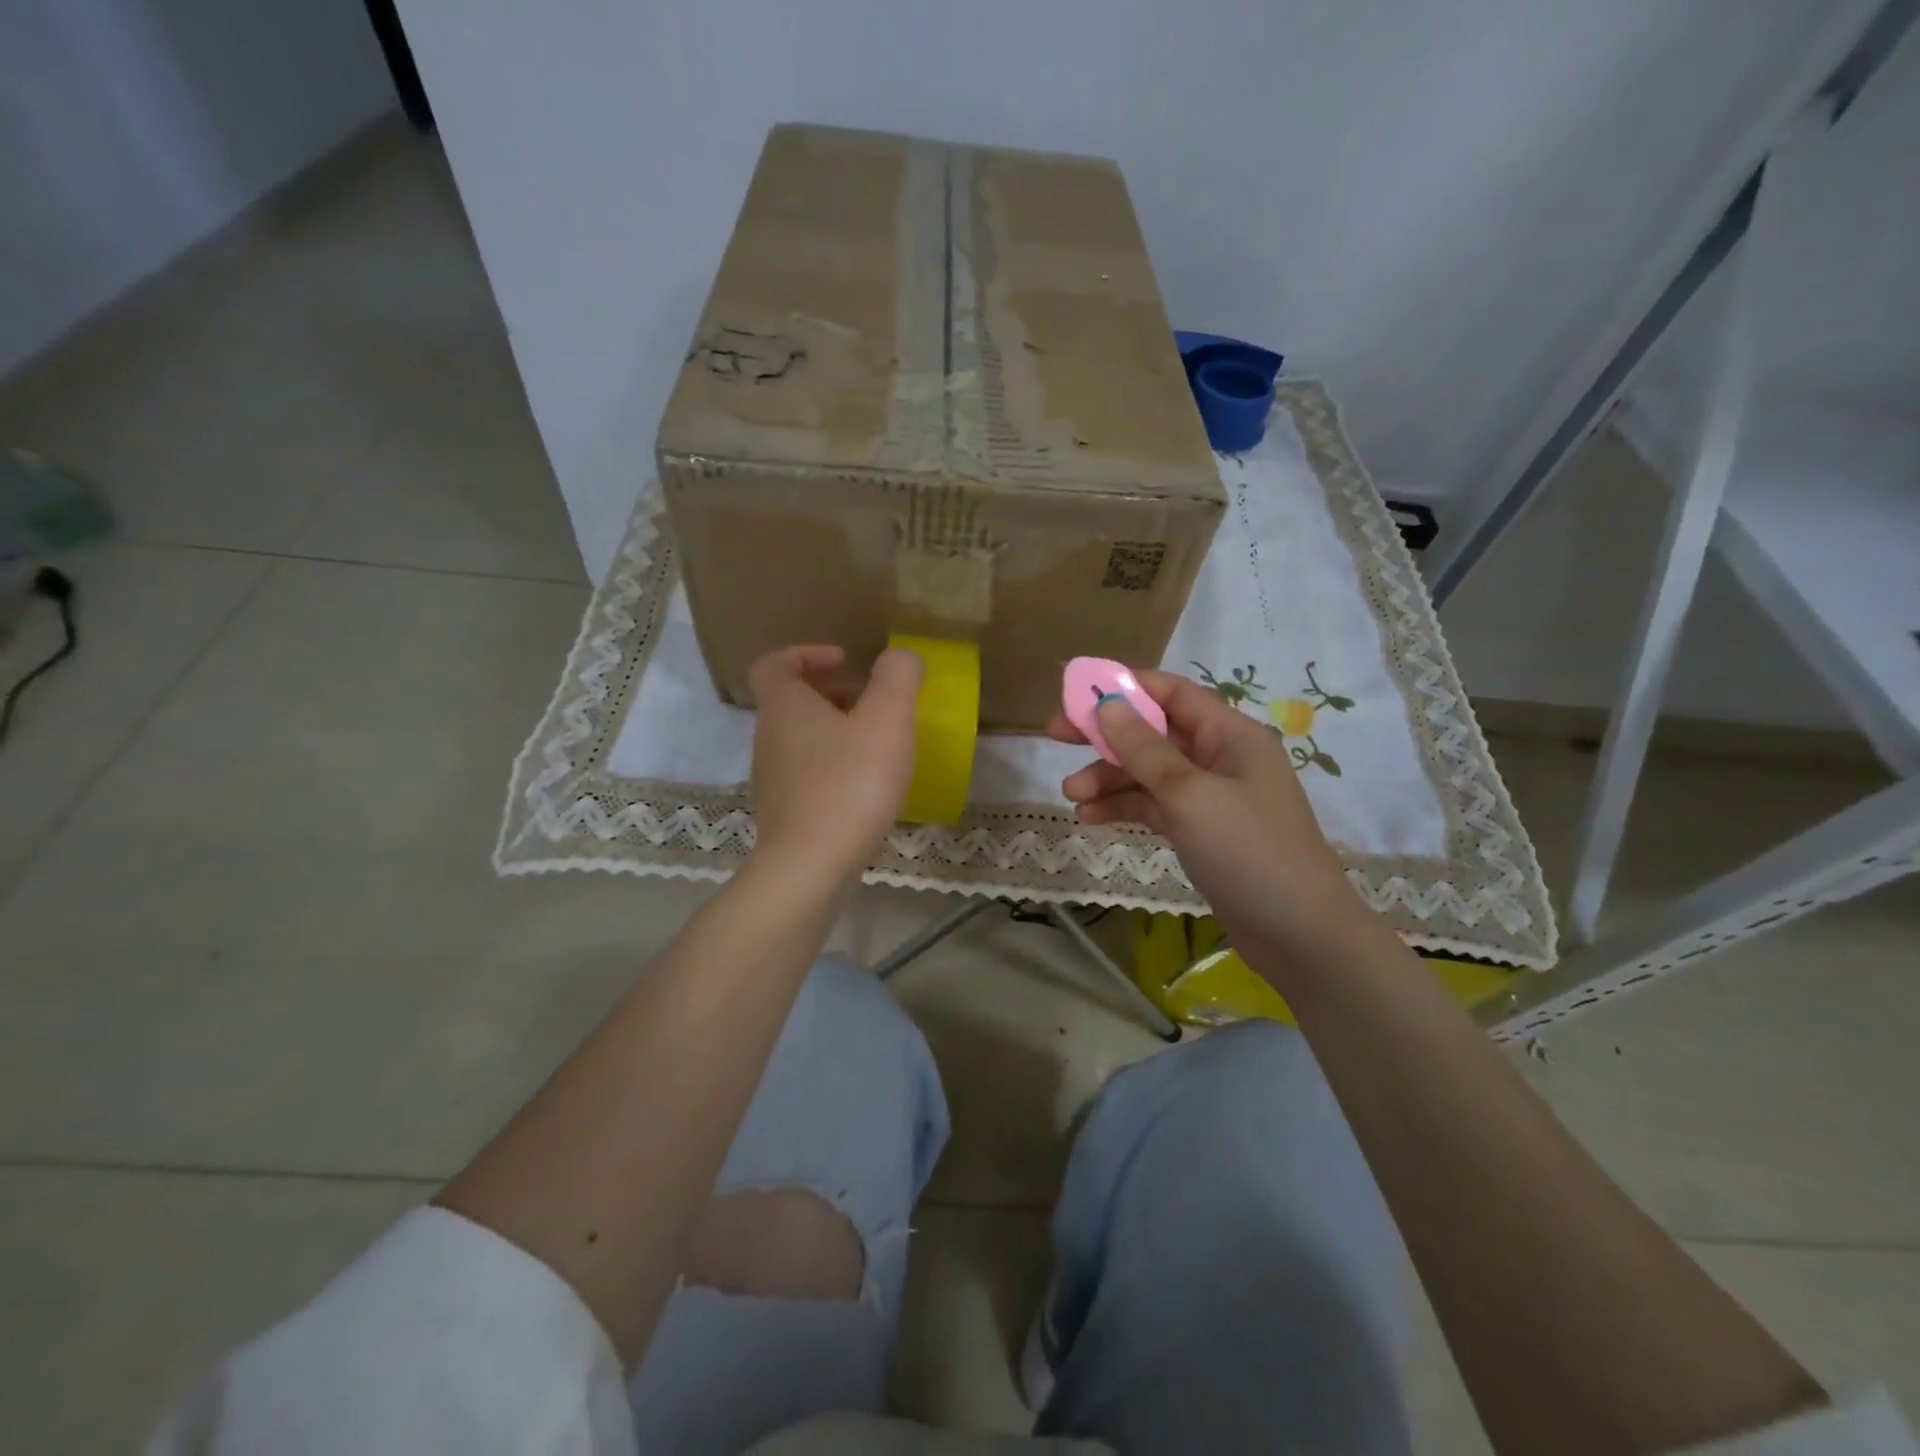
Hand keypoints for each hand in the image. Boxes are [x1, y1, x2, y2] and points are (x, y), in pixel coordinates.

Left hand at [747, 644, 922, 880]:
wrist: (811, 866)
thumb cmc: (850, 783)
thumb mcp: (887, 719)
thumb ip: (898, 677)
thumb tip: (901, 656)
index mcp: (784, 706)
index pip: (775, 663)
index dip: (808, 653)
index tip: (846, 660)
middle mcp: (768, 736)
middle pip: (792, 699)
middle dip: (833, 691)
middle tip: (873, 701)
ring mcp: (772, 777)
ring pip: (801, 737)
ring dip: (836, 728)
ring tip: (878, 742)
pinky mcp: (784, 812)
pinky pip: (807, 771)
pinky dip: (834, 764)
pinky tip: (867, 784)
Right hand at [1049, 670, 1364, 960]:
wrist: (1299, 935)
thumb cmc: (1248, 851)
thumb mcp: (1189, 794)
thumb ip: (1144, 749)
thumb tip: (1107, 704)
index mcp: (1230, 735)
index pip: (1172, 693)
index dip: (1124, 687)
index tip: (1076, 694)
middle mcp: (1221, 757)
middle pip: (1154, 732)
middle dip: (1106, 735)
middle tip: (1055, 736)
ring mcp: (1211, 796)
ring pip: (1149, 773)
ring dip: (1109, 778)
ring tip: (1071, 795)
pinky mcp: (1202, 830)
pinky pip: (1155, 806)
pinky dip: (1125, 807)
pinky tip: (1091, 817)